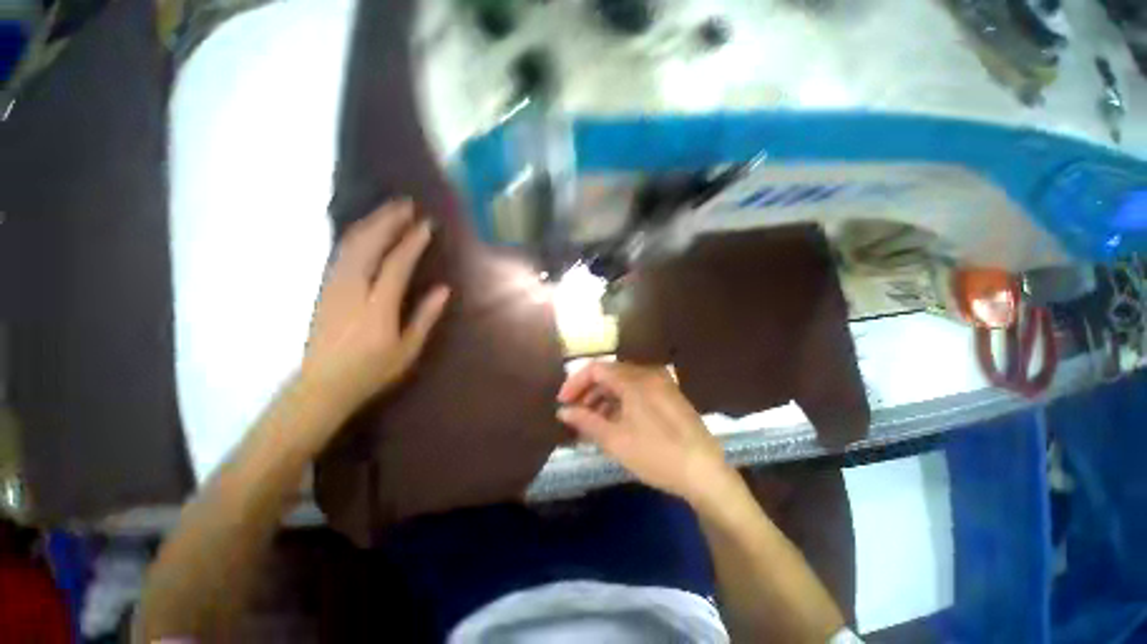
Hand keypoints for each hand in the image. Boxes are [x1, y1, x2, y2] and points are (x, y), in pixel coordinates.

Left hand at [302, 199, 449, 409]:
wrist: (321, 386)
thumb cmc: (371, 371)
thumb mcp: (407, 349)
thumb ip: (425, 317)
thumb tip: (443, 289)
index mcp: (377, 306)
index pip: (396, 264)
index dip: (412, 242)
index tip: (426, 225)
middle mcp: (352, 289)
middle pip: (369, 245)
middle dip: (388, 221)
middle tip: (406, 204)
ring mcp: (333, 286)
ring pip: (350, 244)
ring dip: (371, 223)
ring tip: (389, 210)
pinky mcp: (325, 289)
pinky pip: (341, 253)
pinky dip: (356, 236)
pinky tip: (366, 230)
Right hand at [556, 361, 731, 502]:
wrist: (706, 473)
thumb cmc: (657, 455)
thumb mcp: (616, 440)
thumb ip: (586, 421)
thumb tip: (563, 411)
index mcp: (634, 380)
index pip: (596, 369)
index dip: (575, 383)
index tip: (563, 403)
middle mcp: (648, 374)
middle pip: (609, 374)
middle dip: (588, 392)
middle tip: (575, 415)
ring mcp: (661, 384)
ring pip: (623, 383)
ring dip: (604, 398)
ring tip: (592, 422)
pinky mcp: (669, 396)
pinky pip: (637, 391)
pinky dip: (621, 402)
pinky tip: (614, 422)